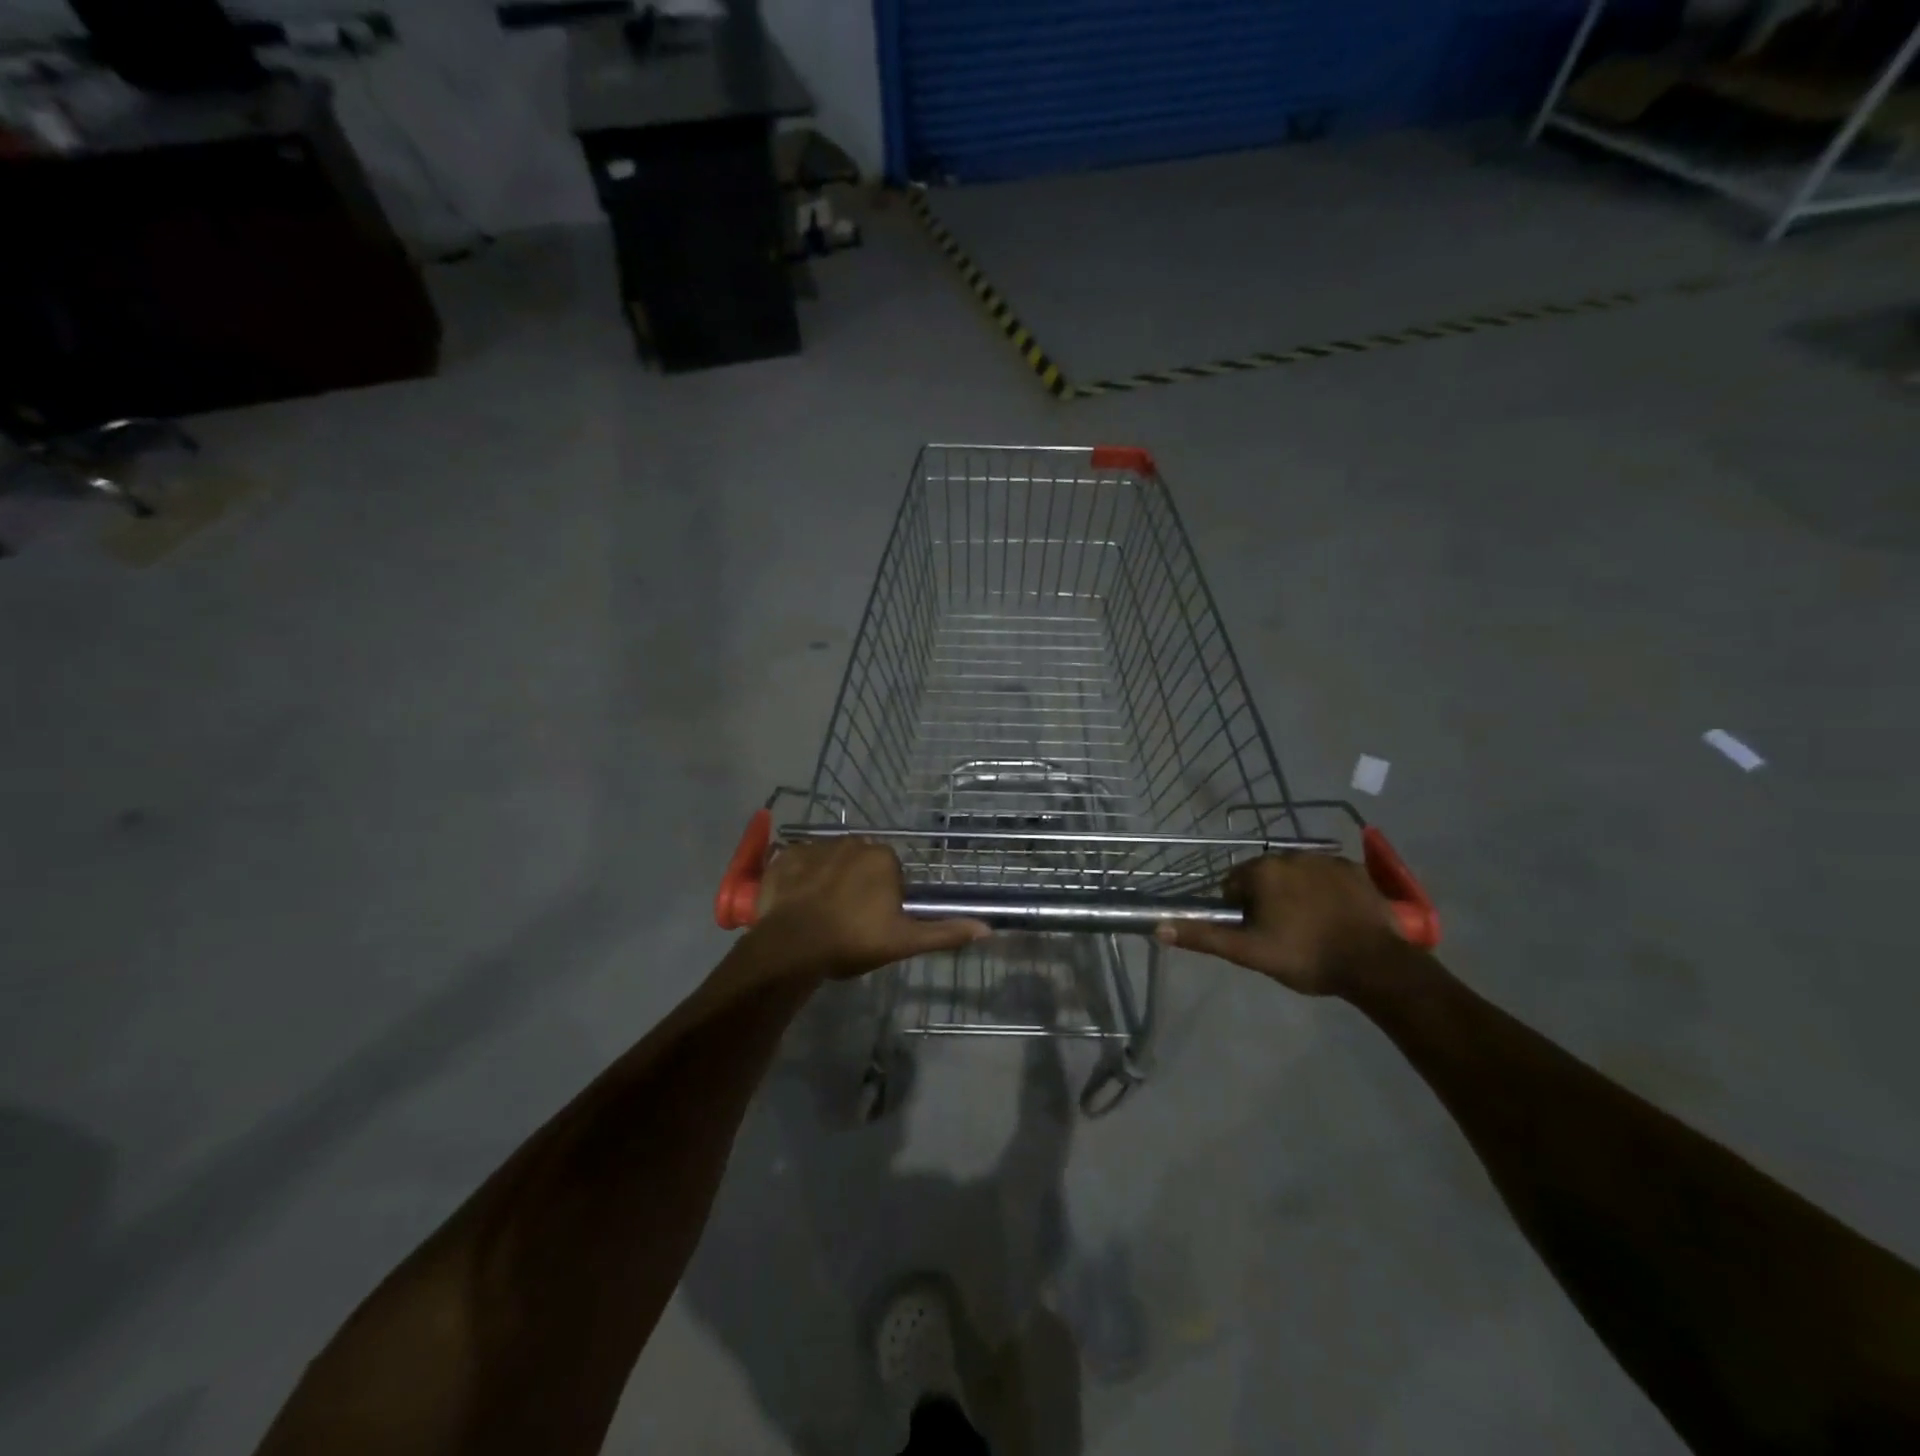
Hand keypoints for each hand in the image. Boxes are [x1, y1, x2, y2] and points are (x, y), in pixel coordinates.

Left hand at [743, 839, 989, 979]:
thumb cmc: (853, 940)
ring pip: (829, 861)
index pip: (890, 871)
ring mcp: (815, 846)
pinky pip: (797, 862)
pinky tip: (796, 902)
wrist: (793, 946)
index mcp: (883, 857)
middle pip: (860, 862)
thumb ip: (945, 932)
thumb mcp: (904, 940)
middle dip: (856, 884)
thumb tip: (988, 929)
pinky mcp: (785, 856)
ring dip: (828, 879)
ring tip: (820, 913)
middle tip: (848, 919)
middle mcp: (851, 842)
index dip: (883, 897)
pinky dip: (799, 877)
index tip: (873, 922)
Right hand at [1156, 853, 1405, 997]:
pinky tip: (1335, 917)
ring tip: (1310, 928)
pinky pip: (1327, 875)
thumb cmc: (1305, 956)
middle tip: (1281, 934)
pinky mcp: (1354, 869)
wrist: (1375, 964)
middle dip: (1267, 899)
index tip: (1256, 934)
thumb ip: (1204, 936)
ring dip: (1295, 893)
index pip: (1233, 885)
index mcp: (1262, 871)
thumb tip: (1159, 927)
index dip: (1239, 911)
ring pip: (1296, 875)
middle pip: (1264, 876)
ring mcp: (1325, 859)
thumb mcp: (1249, 952)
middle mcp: (1290, 855)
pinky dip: (1325, 891)